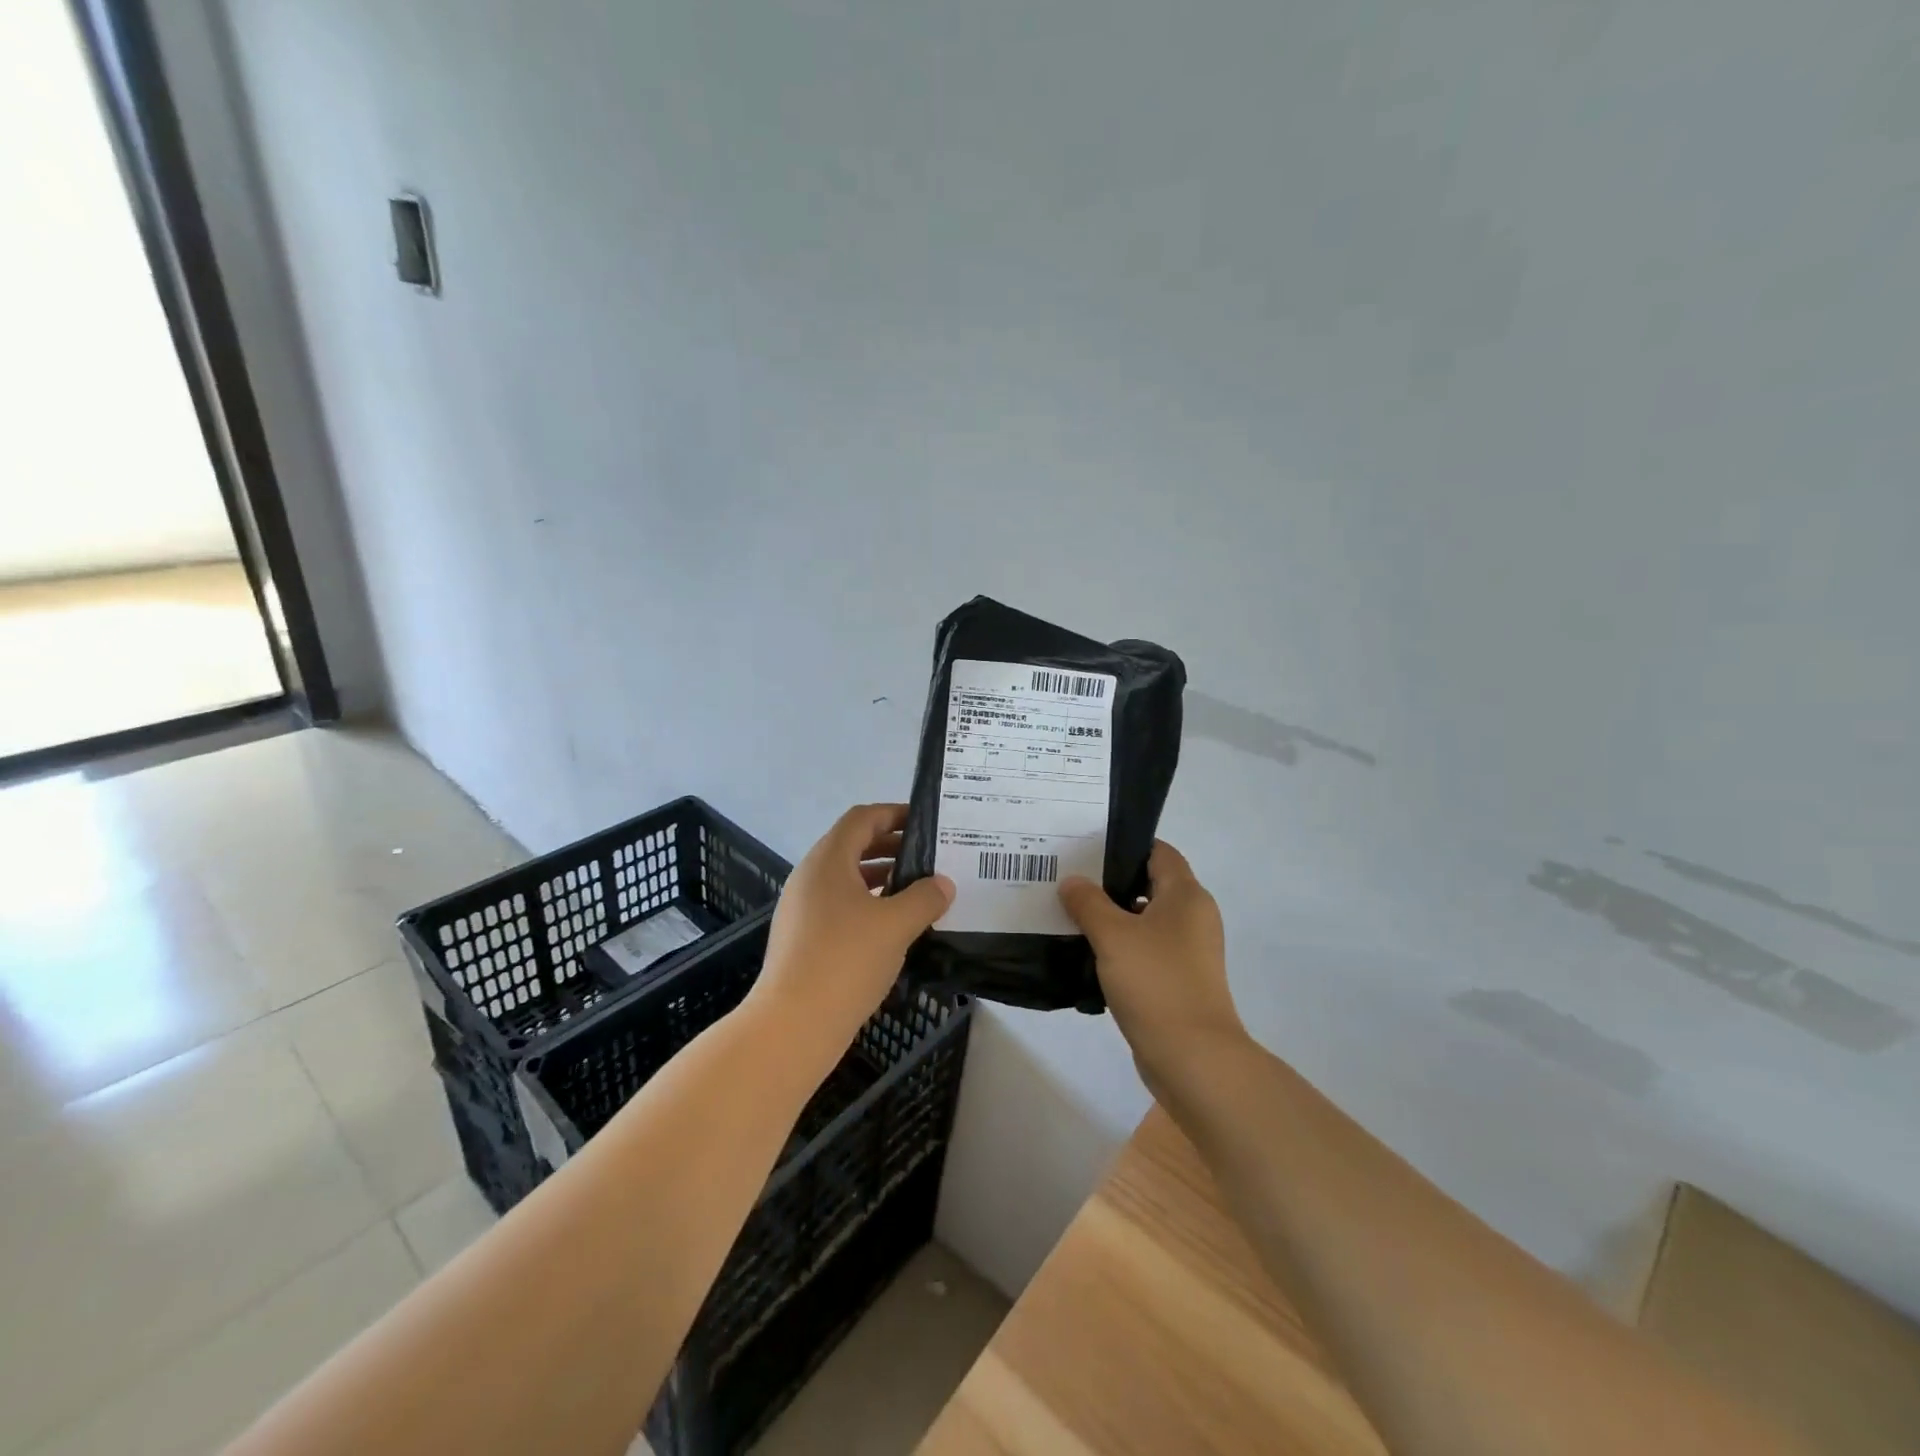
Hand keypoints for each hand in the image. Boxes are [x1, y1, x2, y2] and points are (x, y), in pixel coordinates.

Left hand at [753, 804, 954, 1044]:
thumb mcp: (896, 924)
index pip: (862, 818)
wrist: (793, 1025)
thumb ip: (925, 897)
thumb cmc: (846, 960)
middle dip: (892, 847)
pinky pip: (840, 906)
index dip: (894, 813)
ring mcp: (802, 909)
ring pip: (847, 879)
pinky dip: (868, 904)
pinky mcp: (803, 938)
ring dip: (882, 878)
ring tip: (918, 891)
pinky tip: (894, 927)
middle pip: (853, 846)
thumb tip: (942, 884)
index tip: (927, 823)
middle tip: (930, 857)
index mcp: (828, 861)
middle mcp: (810, 877)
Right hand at [1058, 841, 1246, 1090]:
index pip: (1158, 852)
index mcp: (1186, 896)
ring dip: (1112, 917)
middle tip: (1068, 879)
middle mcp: (1193, 917)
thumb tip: (1072, 881)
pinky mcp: (1178, 980)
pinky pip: (1145, 950)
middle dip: (1109, 882)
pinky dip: (1120, 947)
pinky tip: (1087, 952)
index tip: (1085, 847)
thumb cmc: (1155, 983)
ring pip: (1145, 920)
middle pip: (1149, 884)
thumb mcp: (1113, 935)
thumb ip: (1088, 902)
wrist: (1192, 1058)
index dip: (1124, 845)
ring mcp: (1187, 951)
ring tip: (1069, 913)